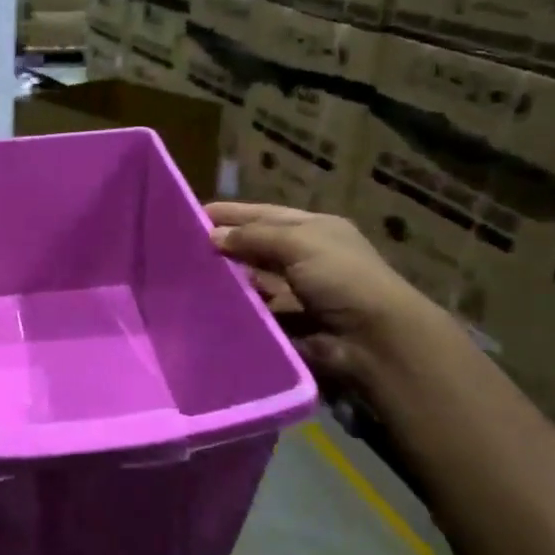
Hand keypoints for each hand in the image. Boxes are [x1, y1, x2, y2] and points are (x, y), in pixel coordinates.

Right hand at [206, 202, 443, 392]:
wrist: (372, 340)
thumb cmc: (342, 278)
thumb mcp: (300, 243)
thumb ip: (254, 237)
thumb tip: (213, 235)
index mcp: (314, 230)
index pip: (266, 215)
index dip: (232, 213)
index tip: (194, 214)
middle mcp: (304, 258)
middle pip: (256, 247)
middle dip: (224, 245)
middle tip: (181, 248)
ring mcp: (295, 292)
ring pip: (252, 280)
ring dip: (226, 278)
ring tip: (186, 276)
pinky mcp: (287, 324)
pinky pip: (253, 311)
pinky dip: (234, 308)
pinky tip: (205, 305)